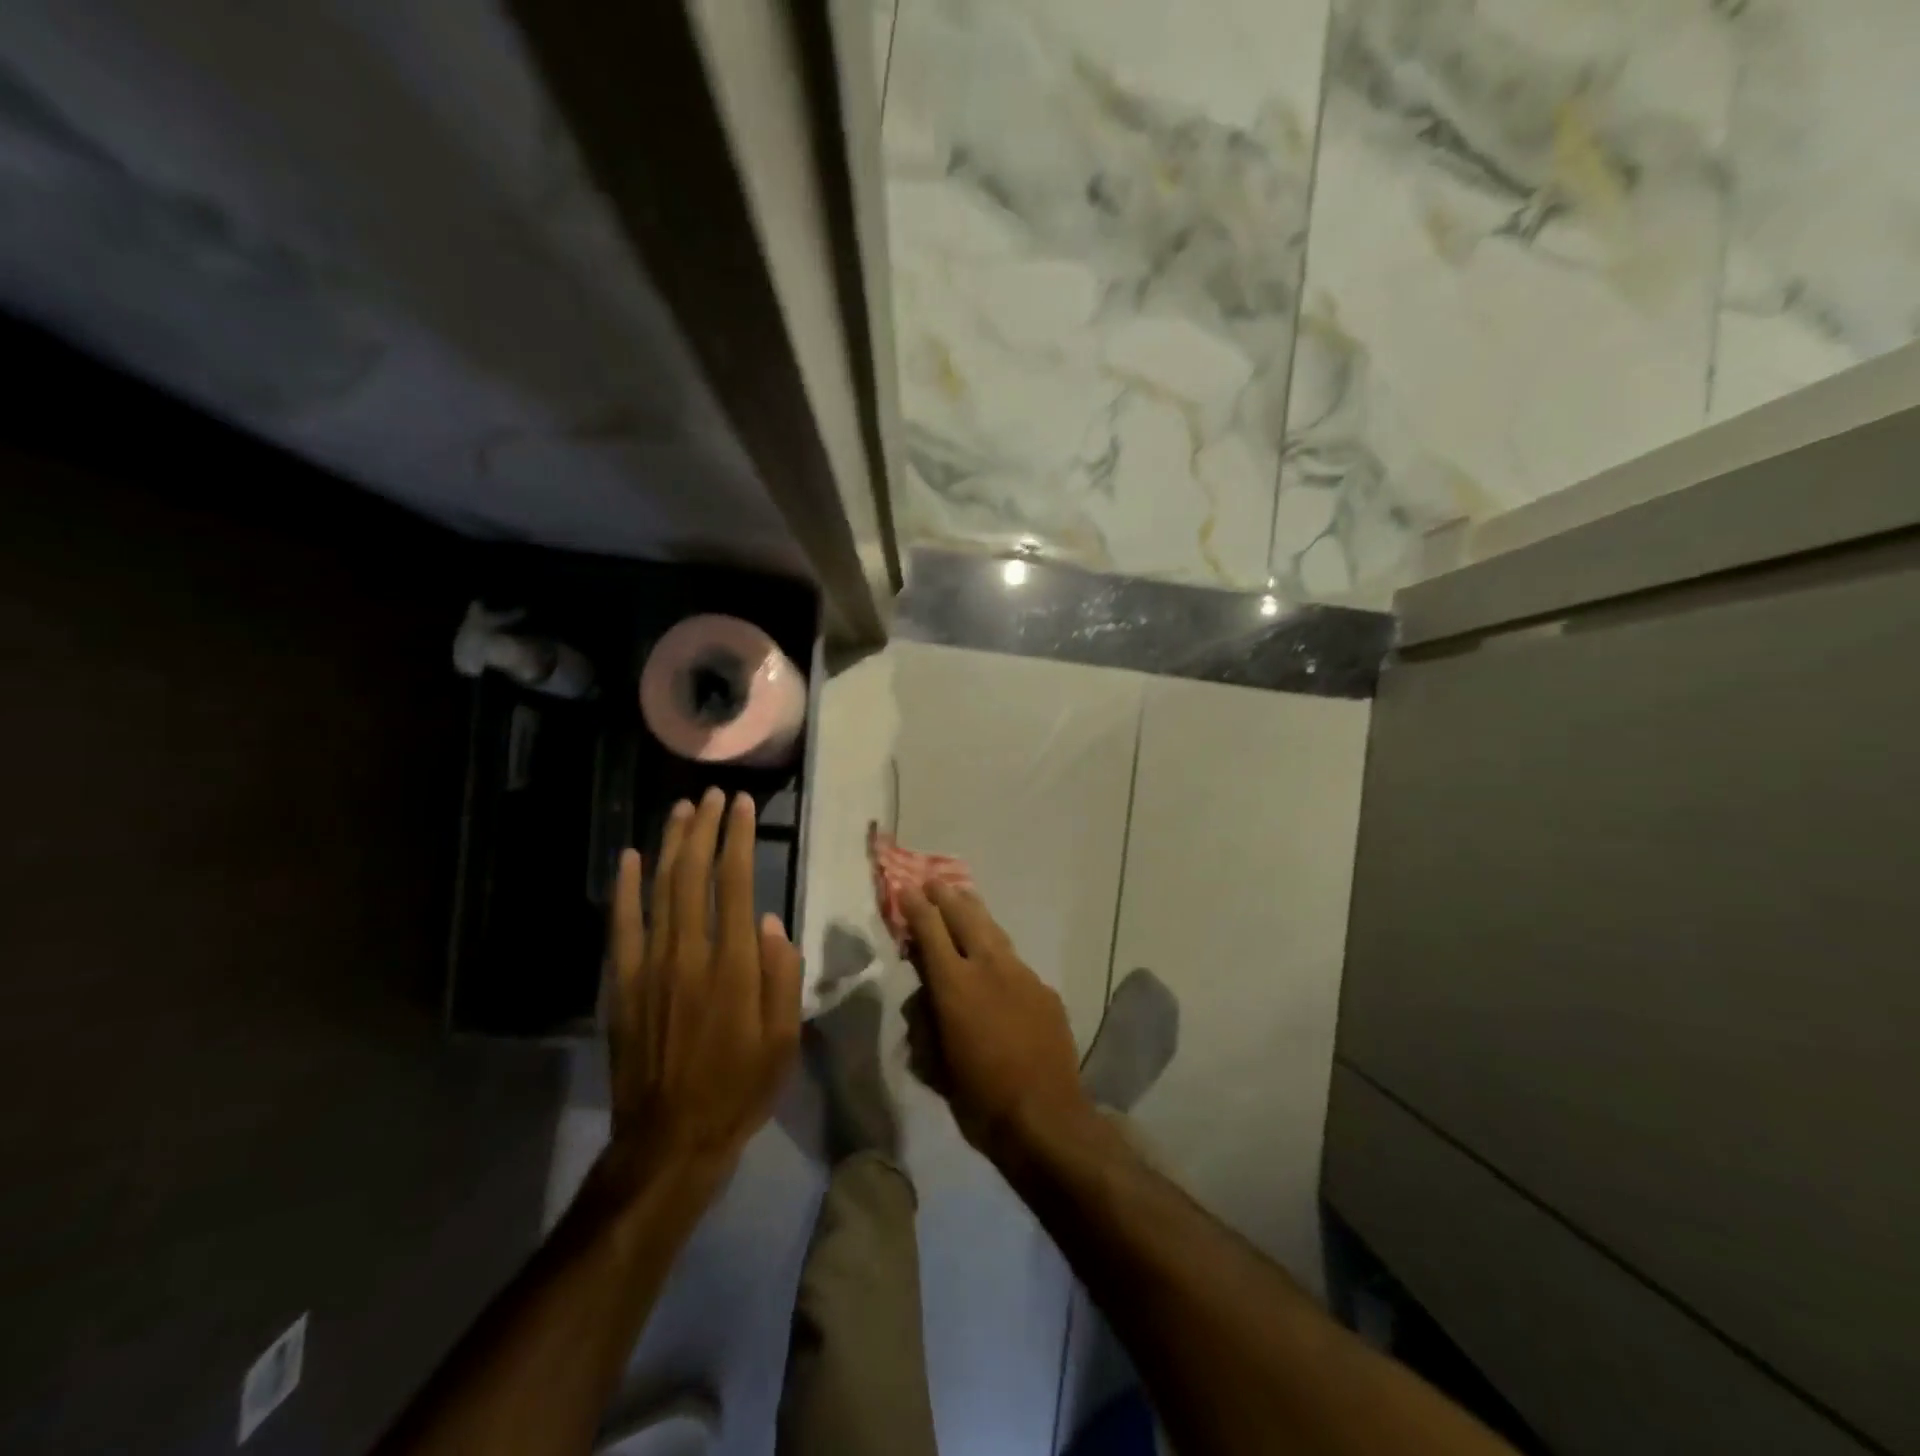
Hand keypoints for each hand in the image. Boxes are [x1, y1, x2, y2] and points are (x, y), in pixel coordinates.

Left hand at [605, 789, 801, 1183]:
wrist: (670, 1141)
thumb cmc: (739, 1088)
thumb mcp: (783, 1039)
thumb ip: (781, 976)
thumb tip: (773, 923)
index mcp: (734, 966)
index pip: (736, 884)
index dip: (737, 839)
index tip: (742, 806)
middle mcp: (690, 954)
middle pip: (693, 875)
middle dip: (704, 829)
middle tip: (713, 795)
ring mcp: (650, 967)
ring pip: (659, 890)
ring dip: (670, 845)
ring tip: (681, 809)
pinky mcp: (623, 984)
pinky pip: (623, 925)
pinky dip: (624, 888)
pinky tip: (629, 858)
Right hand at [901, 883, 1092, 1161]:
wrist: (1045, 1117)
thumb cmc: (978, 1098)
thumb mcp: (935, 1063)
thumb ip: (928, 1021)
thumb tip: (927, 997)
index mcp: (955, 985)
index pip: (930, 932)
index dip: (916, 907)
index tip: (906, 889)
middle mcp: (989, 967)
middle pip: (966, 917)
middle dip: (947, 897)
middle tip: (933, 882)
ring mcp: (1022, 975)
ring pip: (994, 932)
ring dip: (976, 915)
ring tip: (965, 899)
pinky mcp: (1044, 990)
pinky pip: (1015, 962)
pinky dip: (999, 954)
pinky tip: (997, 962)